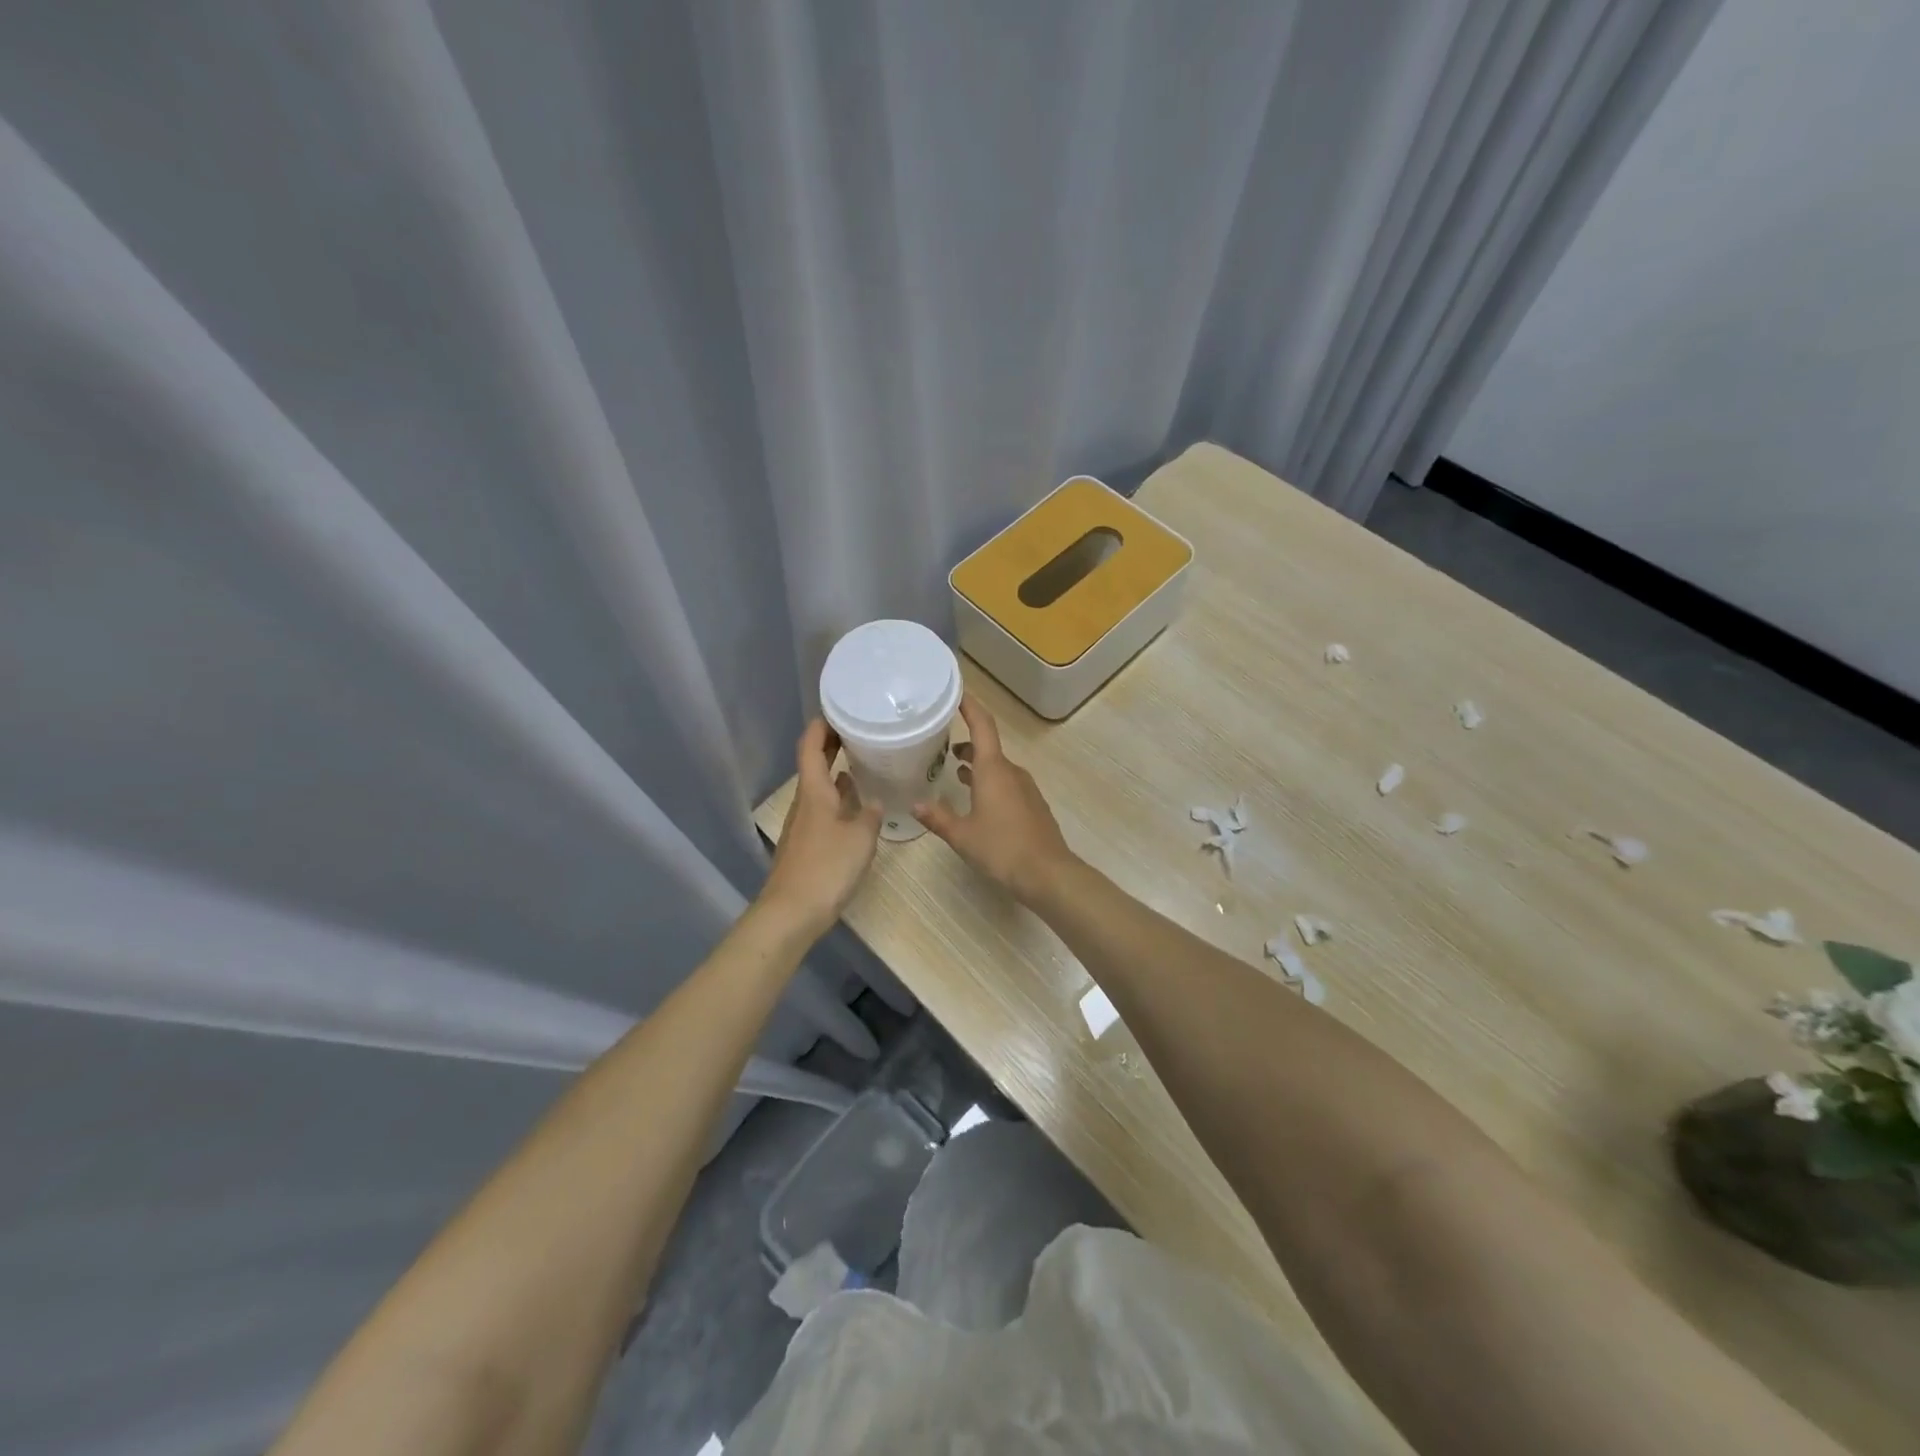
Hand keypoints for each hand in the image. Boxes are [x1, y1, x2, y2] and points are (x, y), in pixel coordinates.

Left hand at [762, 720, 882, 934]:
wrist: (792, 912)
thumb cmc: (826, 867)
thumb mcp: (860, 838)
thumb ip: (870, 815)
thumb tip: (876, 801)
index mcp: (814, 792)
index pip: (810, 747)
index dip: (820, 726)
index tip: (837, 710)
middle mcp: (805, 802)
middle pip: (813, 765)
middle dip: (831, 745)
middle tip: (857, 731)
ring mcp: (803, 824)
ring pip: (819, 788)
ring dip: (836, 772)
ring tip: (862, 763)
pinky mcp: (806, 844)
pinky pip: (823, 810)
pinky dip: (838, 799)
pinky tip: (855, 807)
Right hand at [913, 696, 1075, 903]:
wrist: (1048, 873)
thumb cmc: (1002, 848)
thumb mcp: (962, 835)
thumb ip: (938, 818)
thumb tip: (915, 805)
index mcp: (993, 770)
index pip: (982, 726)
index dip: (970, 706)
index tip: (956, 692)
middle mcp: (1011, 772)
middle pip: (988, 747)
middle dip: (966, 743)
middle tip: (941, 743)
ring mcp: (1026, 788)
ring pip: (998, 767)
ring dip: (977, 766)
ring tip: (955, 772)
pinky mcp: (1033, 805)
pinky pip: (1007, 784)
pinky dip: (990, 782)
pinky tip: (978, 802)